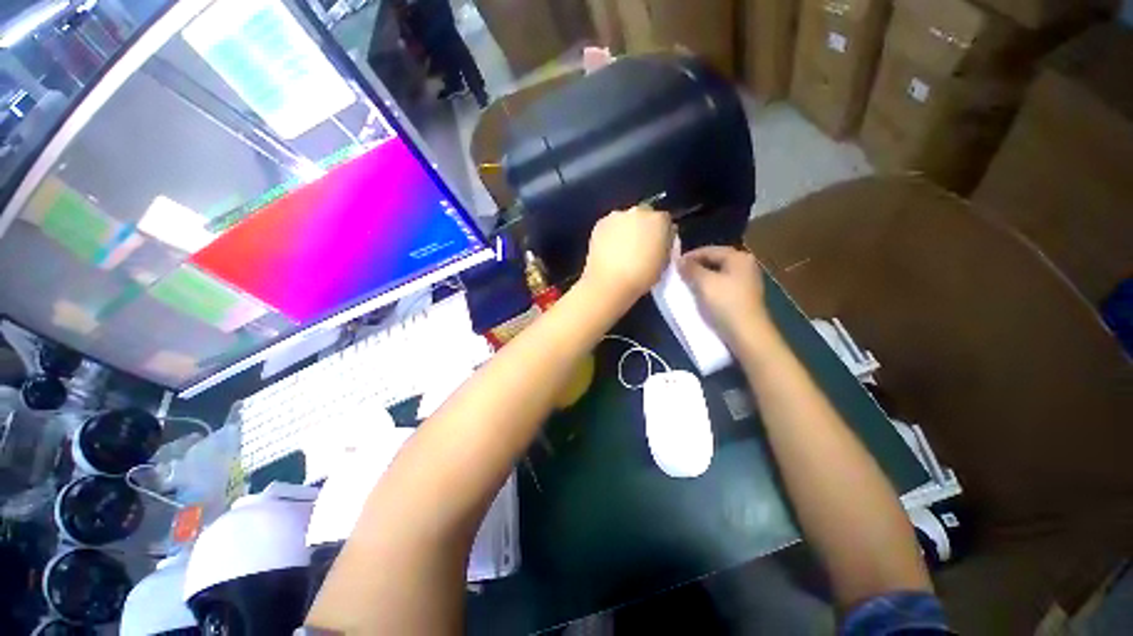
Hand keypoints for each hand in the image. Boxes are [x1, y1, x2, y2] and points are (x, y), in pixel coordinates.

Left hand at [582, 206, 674, 302]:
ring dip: (625, 229)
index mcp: (659, 220)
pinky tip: (608, 250)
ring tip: (621, 250)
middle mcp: (639, 211)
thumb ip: (664, 245)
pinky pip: (609, 226)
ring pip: (625, 220)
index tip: (657, 245)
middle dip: (642, 227)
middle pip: (643, 215)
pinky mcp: (599, 224)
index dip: (661, 233)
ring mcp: (617, 216)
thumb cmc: (641, 277)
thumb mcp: (664, 263)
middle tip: (638, 247)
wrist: (609, 283)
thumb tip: (660, 240)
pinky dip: (610, 234)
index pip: (664, 220)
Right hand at [678, 246, 774, 348]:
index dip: (689, 256)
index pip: (708, 250)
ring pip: (717, 273)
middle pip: (714, 260)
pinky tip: (700, 294)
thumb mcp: (703, 283)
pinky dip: (709, 287)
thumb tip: (680, 260)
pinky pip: (722, 285)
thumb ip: (690, 269)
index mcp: (738, 257)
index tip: (673, 265)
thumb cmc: (725, 304)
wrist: (747, 334)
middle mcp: (745, 265)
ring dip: (701, 278)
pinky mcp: (744, 296)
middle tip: (678, 275)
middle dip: (695, 267)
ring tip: (686, 285)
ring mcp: (746, 281)